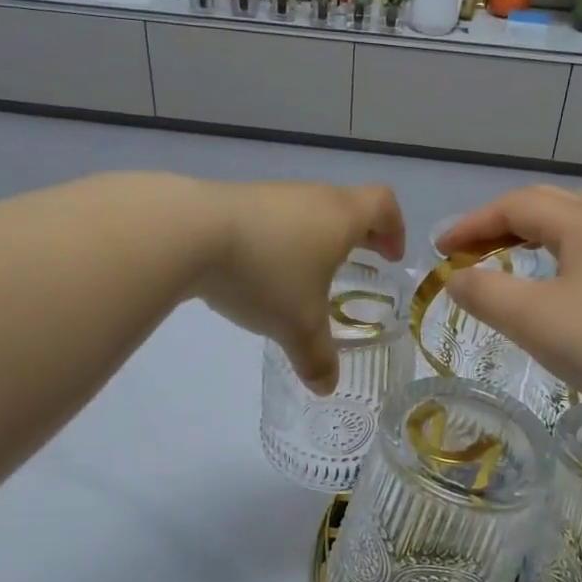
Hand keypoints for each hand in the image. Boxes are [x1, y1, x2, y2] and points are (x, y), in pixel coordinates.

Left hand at [194, 181, 405, 393]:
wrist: (188, 232)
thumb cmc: (265, 273)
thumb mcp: (298, 325)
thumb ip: (317, 357)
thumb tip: (327, 387)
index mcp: (340, 217)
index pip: (383, 205)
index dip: (394, 228)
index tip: (391, 255)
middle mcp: (311, 197)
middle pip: (347, 205)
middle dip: (358, 235)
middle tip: (360, 263)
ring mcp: (271, 195)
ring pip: (307, 211)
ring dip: (315, 238)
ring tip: (306, 274)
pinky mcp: (235, 201)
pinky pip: (272, 219)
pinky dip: (279, 240)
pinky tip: (260, 270)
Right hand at [438, 186, 581, 400]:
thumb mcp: (529, 317)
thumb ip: (484, 293)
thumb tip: (456, 279)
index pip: (516, 206)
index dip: (473, 224)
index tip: (441, 250)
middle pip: (550, 204)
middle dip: (504, 222)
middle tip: (474, 249)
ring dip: (546, 227)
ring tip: (527, 246)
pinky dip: (578, 247)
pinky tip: (580, 267)